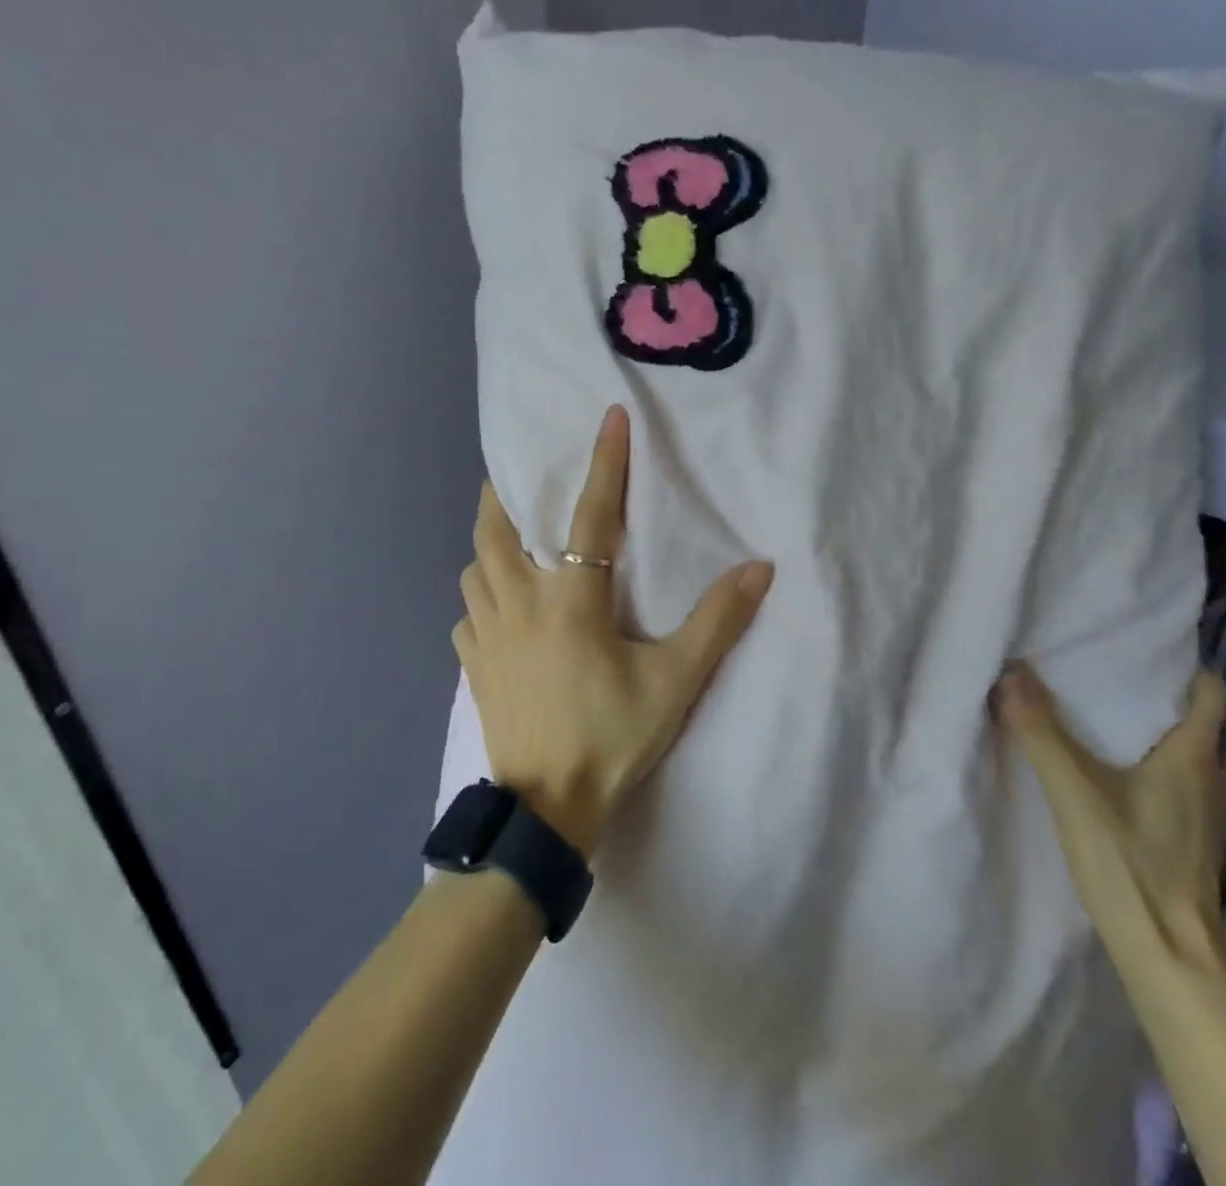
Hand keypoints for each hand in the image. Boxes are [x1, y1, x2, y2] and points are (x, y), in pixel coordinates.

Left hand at [453, 406, 773, 857]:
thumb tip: (759, 568)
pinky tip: (493, 611)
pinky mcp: (473, 668)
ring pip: (473, 571)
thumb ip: (716, 623)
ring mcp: (487, 637)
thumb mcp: (674, 682)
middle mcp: (519, 604)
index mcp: (570, 600)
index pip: (591, 516)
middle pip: (496, 532)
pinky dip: (477, 601)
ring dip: (487, 548)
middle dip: (502, 495)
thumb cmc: (612, 737)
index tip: (609, 417)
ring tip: (506, 542)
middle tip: (513, 477)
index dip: (604, 463)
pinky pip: (466, 617)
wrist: (547, 809)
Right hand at [992, 662, 1225, 973]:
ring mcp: (1201, 812)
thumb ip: (1040, 733)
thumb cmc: (1132, 866)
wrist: (1172, 960)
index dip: (1179, 665)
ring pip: (1176, 749)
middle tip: (1092, 667)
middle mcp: (1208, 778)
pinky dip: (1139, 760)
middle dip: (1145, 690)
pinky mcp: (1185, 837)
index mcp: (1194, 757)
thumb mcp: (1074, 793)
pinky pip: (1167, 778)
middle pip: (1188, 717)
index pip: (1209, 692)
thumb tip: (1009, 674)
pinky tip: (1101, 767)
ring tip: (1088, 708)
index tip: (1132, 646)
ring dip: (1140, 726)